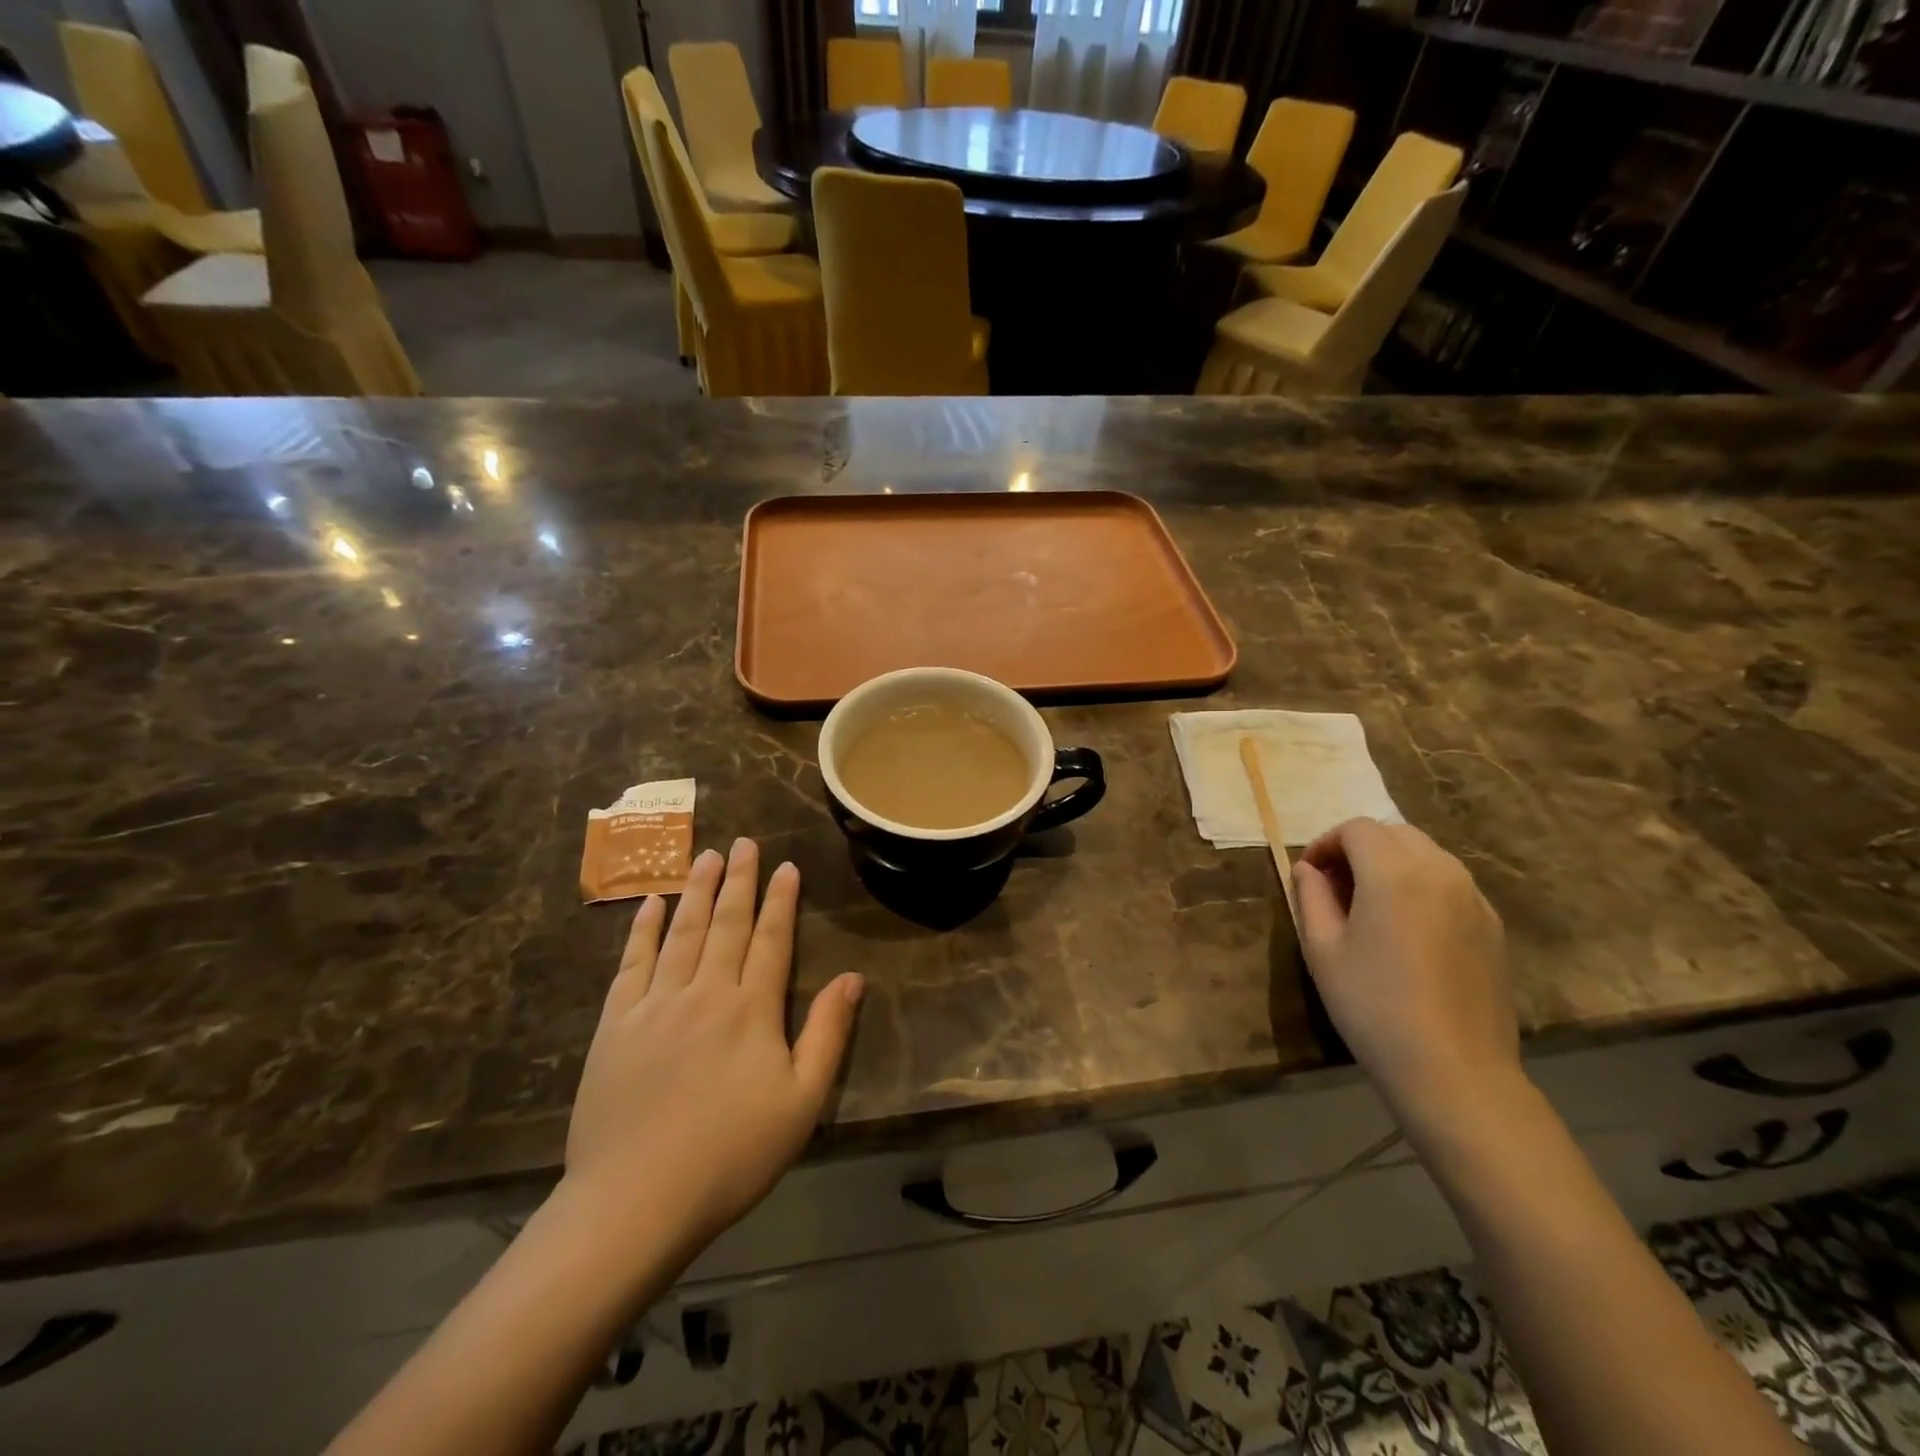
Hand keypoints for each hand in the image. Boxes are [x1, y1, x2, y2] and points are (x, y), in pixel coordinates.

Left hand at [562, 839, 864, 1263]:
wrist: (635, 1201)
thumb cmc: (731, 1155)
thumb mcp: (801, 1102)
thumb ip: (827, 1034)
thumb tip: (853, 978)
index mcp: (751, 1010)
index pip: (771, 940)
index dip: (781, 901)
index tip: (786, 866)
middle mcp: (705, 992)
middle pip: (726, 924)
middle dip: (739, 880)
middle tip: (744, 842)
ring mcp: (655, 1005)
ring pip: (682, 933)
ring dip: (696, 891)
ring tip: (706, 856)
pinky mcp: (614, 1025)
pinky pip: (632, 964)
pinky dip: (643, 930)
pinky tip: (652, 905)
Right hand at [1293, 819, 1519, 1120]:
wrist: (1454, 1070)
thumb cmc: (1373, 1005)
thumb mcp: (1322, 949)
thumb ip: (1311, 896)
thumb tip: (1309, 869)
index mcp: (1394, 872)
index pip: (1356, 829)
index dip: (1325, 843)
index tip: (1309, 875)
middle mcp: (1440, 871)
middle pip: (1394, 833)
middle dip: (1359, 848)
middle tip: (1335, 886)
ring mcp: (1474, 898)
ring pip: (1427, 855)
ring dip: (1392, 863)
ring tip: (1370, 906)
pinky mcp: (1492, 926)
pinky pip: (1450, 884)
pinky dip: (1421, 886)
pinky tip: (1407, 931)